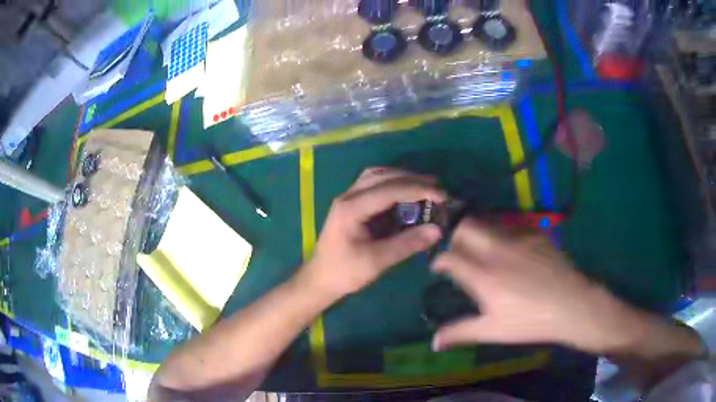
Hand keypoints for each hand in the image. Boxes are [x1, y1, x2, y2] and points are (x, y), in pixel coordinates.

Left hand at [300, 168, 445, 298]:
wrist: (320, 279)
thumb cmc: (345, 272)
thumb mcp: (377, 261)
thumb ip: (407, 244)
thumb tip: (437, 230)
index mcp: (352, 208)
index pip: (389, 189)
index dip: (418, 189)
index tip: (441, 195)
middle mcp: (348, 196)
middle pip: (382, 176)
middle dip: (412, 179)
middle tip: (437, 188)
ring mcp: (348, 198)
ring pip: (376, 175)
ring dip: (401, 177)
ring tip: (424, 186)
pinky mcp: (351, 204)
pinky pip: (373, 184)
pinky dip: (392, 184)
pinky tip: (405, 193)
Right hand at [431, 219, 662, 354]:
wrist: (571, 305)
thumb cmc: (530, 321)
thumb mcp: (493, 331)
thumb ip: (460, 333)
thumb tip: (434, 342)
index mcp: (483, 275)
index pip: (449, 256)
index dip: (439, 260)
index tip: (438, 268)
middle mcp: (497, 249)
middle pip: (466, 227)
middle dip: (455, 236)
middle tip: (459, 253)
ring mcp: (518, 238)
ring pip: (488, 224)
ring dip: (479, 235)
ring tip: (484, 253)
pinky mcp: (536, 234)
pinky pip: (511, 228)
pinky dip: (503, 237)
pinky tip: (513, 254)